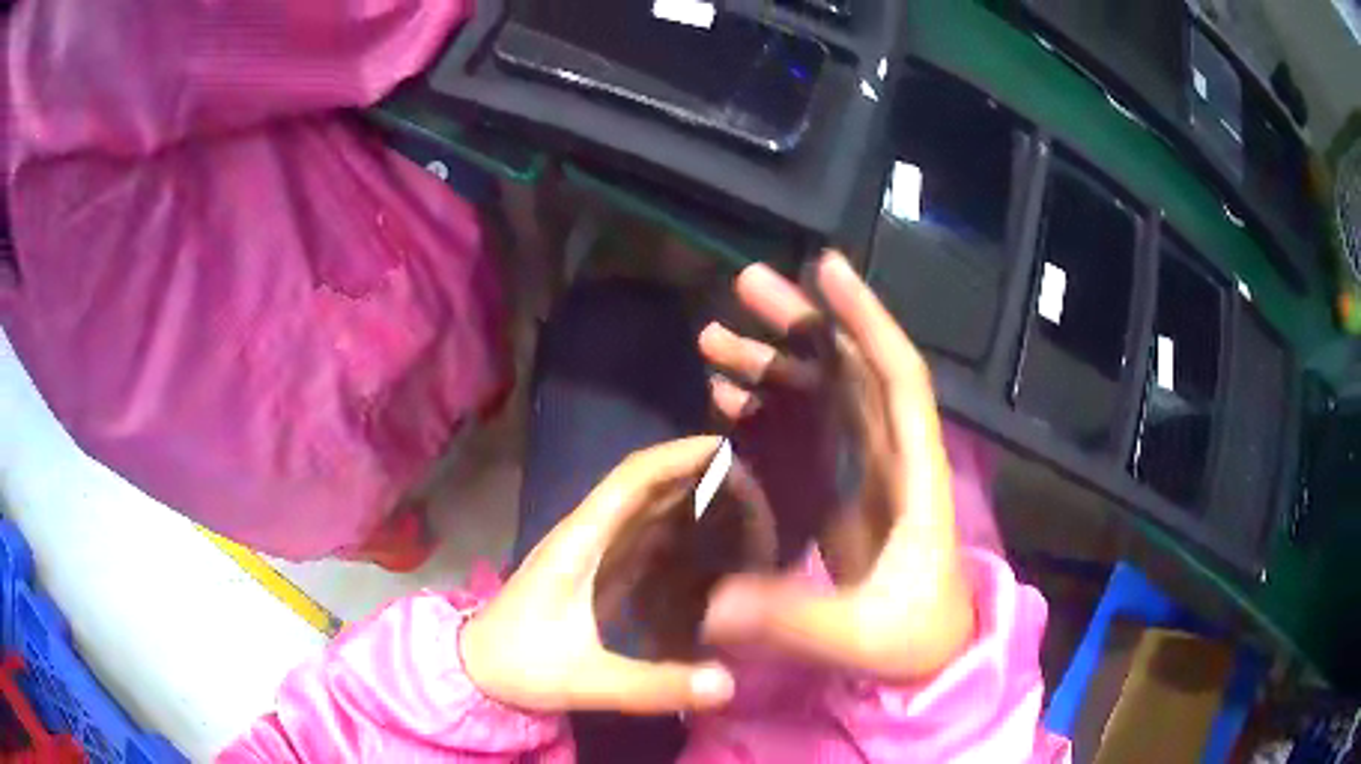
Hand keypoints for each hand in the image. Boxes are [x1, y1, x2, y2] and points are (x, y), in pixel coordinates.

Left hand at [460, 437, 737, 714]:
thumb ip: (652, 686)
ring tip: (741, 506)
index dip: (677, 456)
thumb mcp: (584, 680)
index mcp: (579, 543)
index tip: (726, 450)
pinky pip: (641, 538)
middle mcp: (586, 536)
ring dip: (687, 497)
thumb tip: (727, 684)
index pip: (631, 480)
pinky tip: (707, 544)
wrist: (477, 670)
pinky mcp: (595, 573)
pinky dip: (675, 529)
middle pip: (643, 486)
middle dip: (694, 474)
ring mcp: (589, 553)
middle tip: (752, 486)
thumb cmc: (519, 665)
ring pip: (643, 509)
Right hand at [698, 251, 975, 682]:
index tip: (828, 268)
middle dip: (803, 323)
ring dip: (772, 362)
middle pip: (851, 372)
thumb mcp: (859, 636)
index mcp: (914, 478)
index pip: (899, 380)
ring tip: (712, 338)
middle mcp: (890, 461)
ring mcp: (861, 477)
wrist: (928, 659)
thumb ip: (792, 619)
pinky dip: (766, 409)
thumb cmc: (914, 642)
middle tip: (744, 286)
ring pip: (822, 397)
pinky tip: (724, 397)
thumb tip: (712, 604)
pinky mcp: (837, 497)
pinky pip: (802, 437)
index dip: (868, 320)